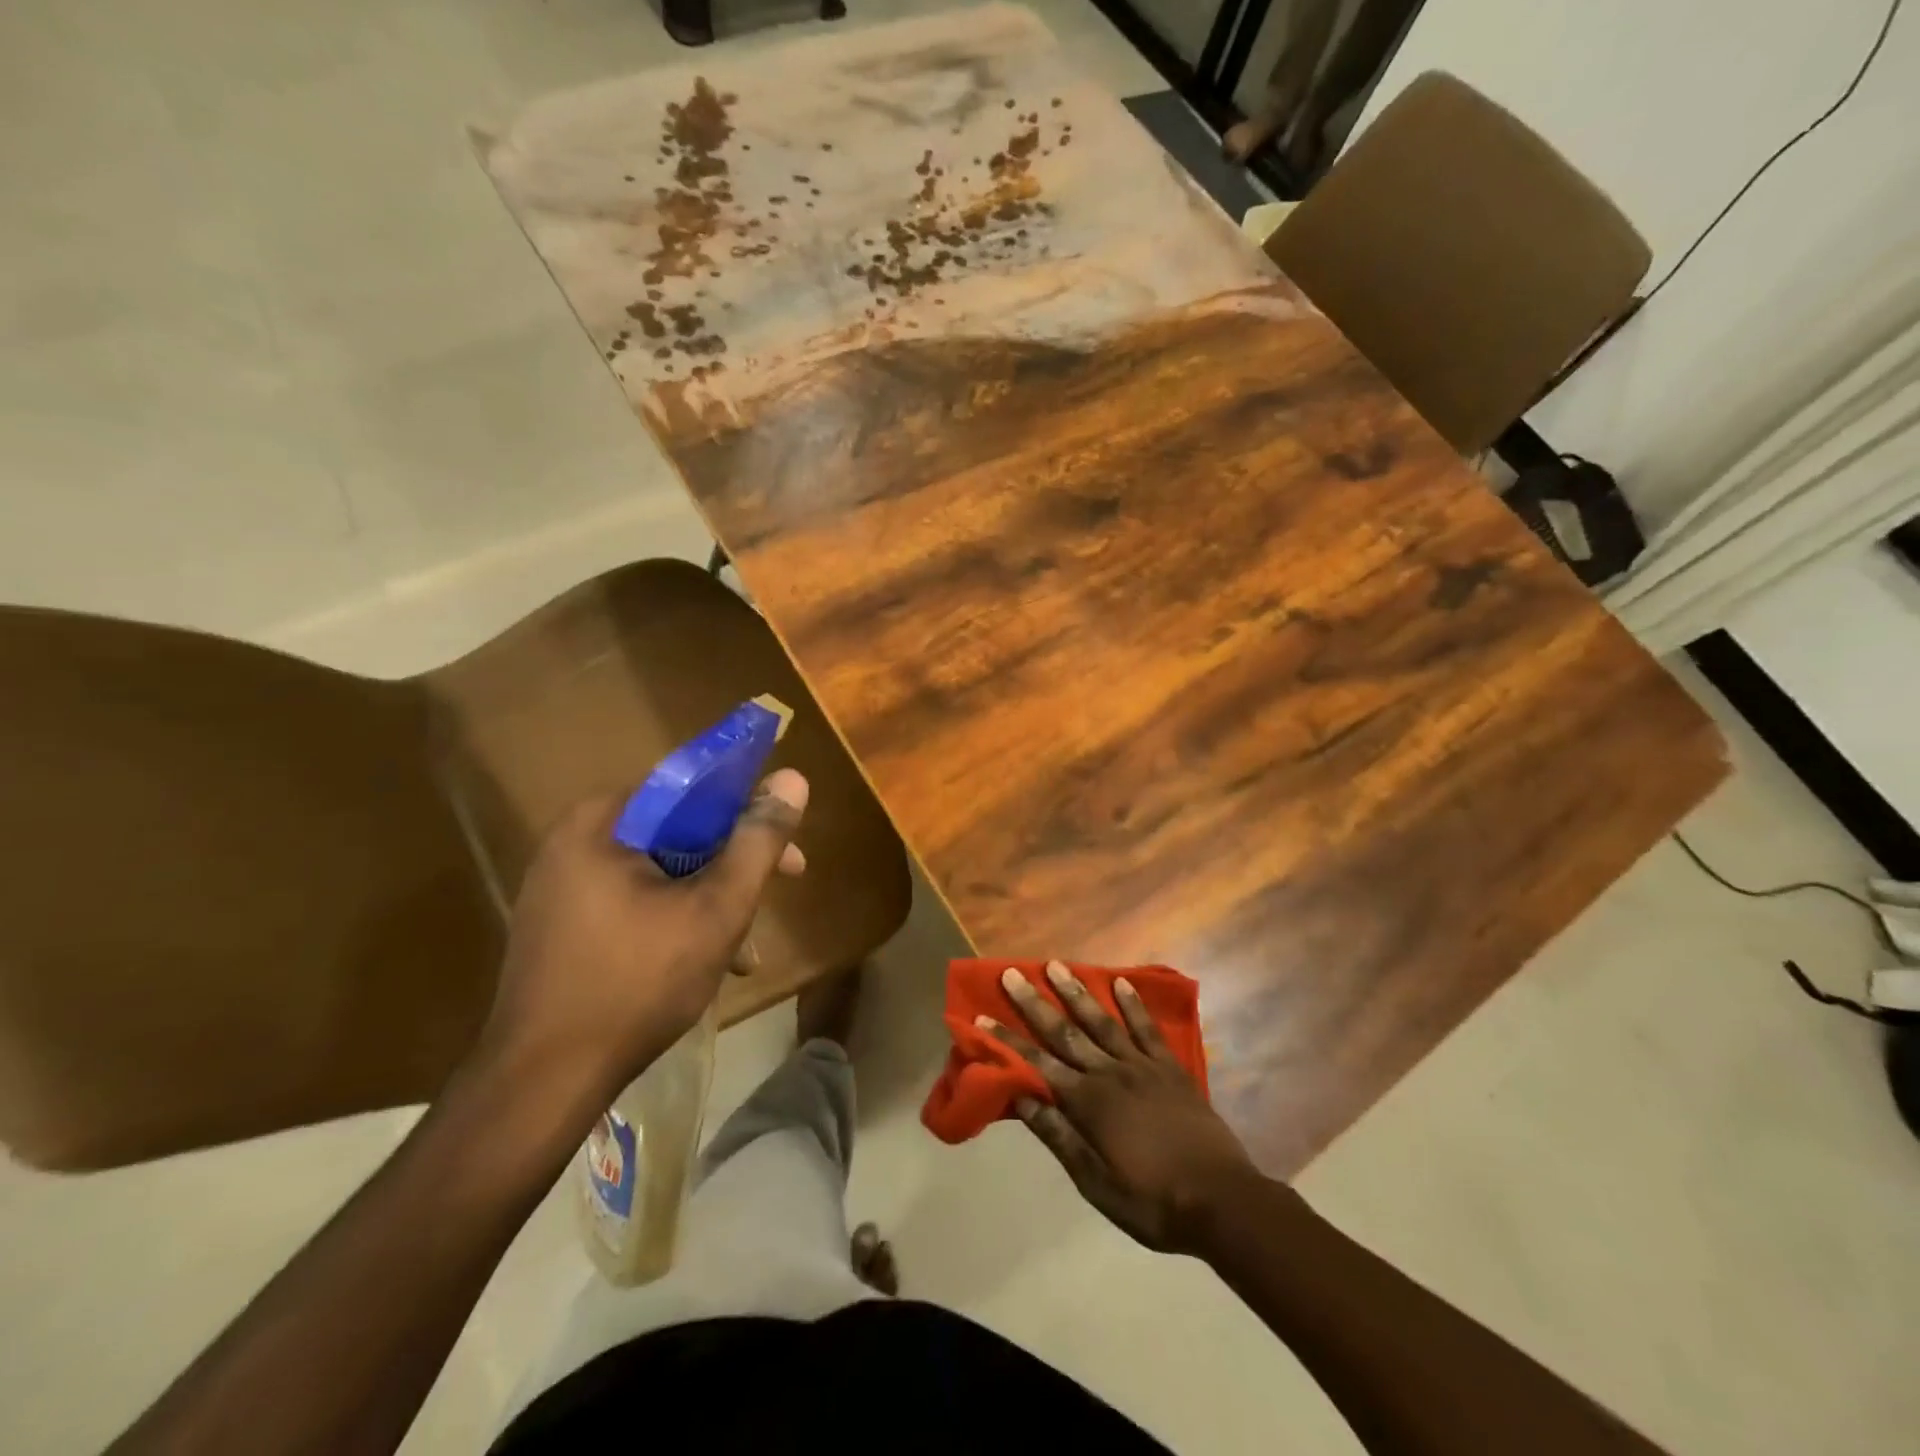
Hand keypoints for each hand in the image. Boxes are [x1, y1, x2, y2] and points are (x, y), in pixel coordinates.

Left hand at [473, 769, 807, 1109]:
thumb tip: (792, 779)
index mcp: (601, 822)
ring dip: (709, 899)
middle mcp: (574, 842)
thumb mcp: (716, 909)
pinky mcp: (560, 925)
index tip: (784, 845)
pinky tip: (705, 964)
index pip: (690, 788)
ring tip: (742, 949)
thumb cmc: (637, 982)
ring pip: (660, 871)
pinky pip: (634, 901)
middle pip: (677, 832)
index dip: (747, 810)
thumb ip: (758, 842)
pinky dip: (674, 919)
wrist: (542, 1082)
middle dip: (732, 865)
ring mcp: (561, 886)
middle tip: (777, 889)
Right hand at [984, 962, 1259, 1254]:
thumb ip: (1059, 1136)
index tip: (982, 1014)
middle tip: (1012, 973)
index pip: (1038, 1064)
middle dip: (1035, 1003)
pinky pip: (1148, 1029)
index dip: (1008, 1040)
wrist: (1222, 1201)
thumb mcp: (1096, 1183)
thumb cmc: (1152, 1201)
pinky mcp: (1171, 1068)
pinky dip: (1133, 1005)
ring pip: (1102, 1022)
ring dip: (1077, 994)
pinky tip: (1121, 984)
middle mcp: (1110, 1074)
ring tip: (1057, 965)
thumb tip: (1021, 1098)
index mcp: (1088, 1103)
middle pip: (1066, 1032)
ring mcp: (1143, 1066)